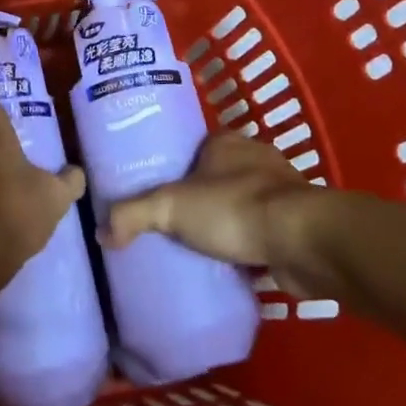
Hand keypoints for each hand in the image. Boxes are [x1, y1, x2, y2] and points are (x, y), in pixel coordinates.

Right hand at [104, 133, 323, 293]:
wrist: (304, 243)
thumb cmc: (234, 209)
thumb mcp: (170, 207)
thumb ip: (132, 215)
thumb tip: (100, 232)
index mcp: (227, 141)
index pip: (195, 147)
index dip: (177, 168)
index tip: (159, 191)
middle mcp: (257, 158)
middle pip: (219, 176)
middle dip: (202, 198)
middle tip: (176, 224)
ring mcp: (282, 192)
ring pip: (244, 204)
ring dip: (229, 222)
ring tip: (201, 248)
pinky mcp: (298, 224)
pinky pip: (265, 232)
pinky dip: (251, 246)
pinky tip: (234, 265)